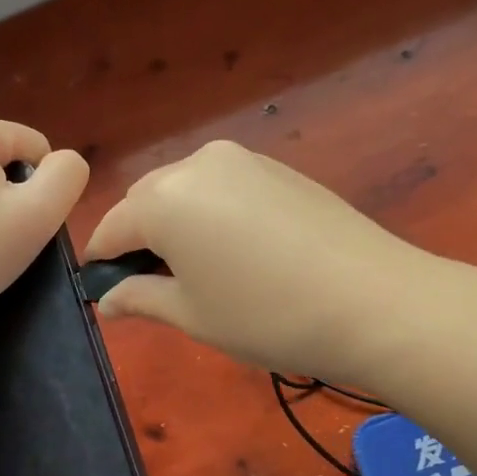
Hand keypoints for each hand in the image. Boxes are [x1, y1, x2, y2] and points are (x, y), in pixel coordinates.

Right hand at [84, 140, 465, 383]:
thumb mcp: (192, 314)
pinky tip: (238, 252)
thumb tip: (107, 301)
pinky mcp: (278, 167)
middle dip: (139, 240)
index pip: (111, 228)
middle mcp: (196, 165)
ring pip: (185, 190)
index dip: (101, 263)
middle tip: (157, 287)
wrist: (375, 301)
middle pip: (146, 202)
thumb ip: (140, 298)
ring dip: (176, 225)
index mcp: (163, 199)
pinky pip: (222, 187)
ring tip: (201, 272)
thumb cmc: (266, 315)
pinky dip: (212, 214)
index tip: (104, 293)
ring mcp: (243, 160)